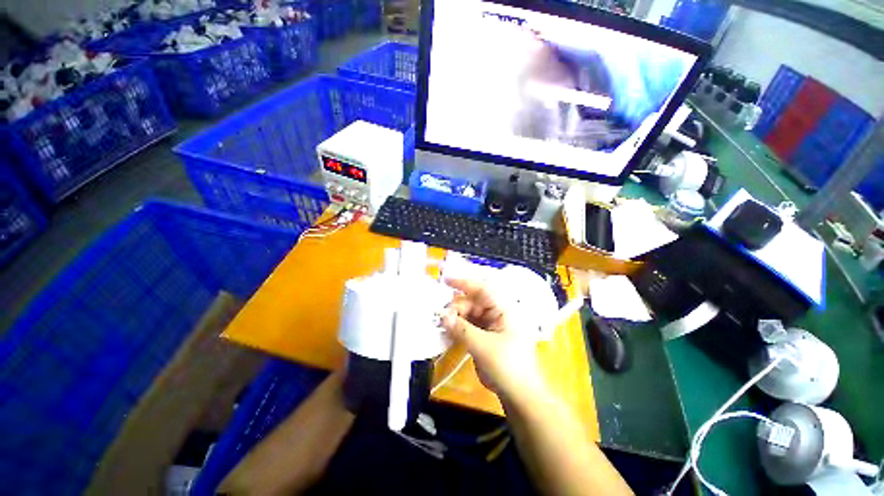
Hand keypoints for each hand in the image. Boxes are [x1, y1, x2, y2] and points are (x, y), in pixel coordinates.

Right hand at [440, 278, 544, 402]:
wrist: (519, 394)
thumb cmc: (508, 366)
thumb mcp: (483, 346)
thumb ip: (461, 329)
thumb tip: (442, 316)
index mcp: (504, 308)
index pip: (483, 289)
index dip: (464, 282)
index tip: (446, 281)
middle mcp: (497, 312)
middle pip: (472, 301)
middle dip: (456, 307)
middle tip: (441, 317)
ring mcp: (491, 323)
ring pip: (468, 313)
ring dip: (455, 317)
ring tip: (443, 325)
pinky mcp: (485, 334)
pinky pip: (468, 325)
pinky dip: (458, 327)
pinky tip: (448, 331)